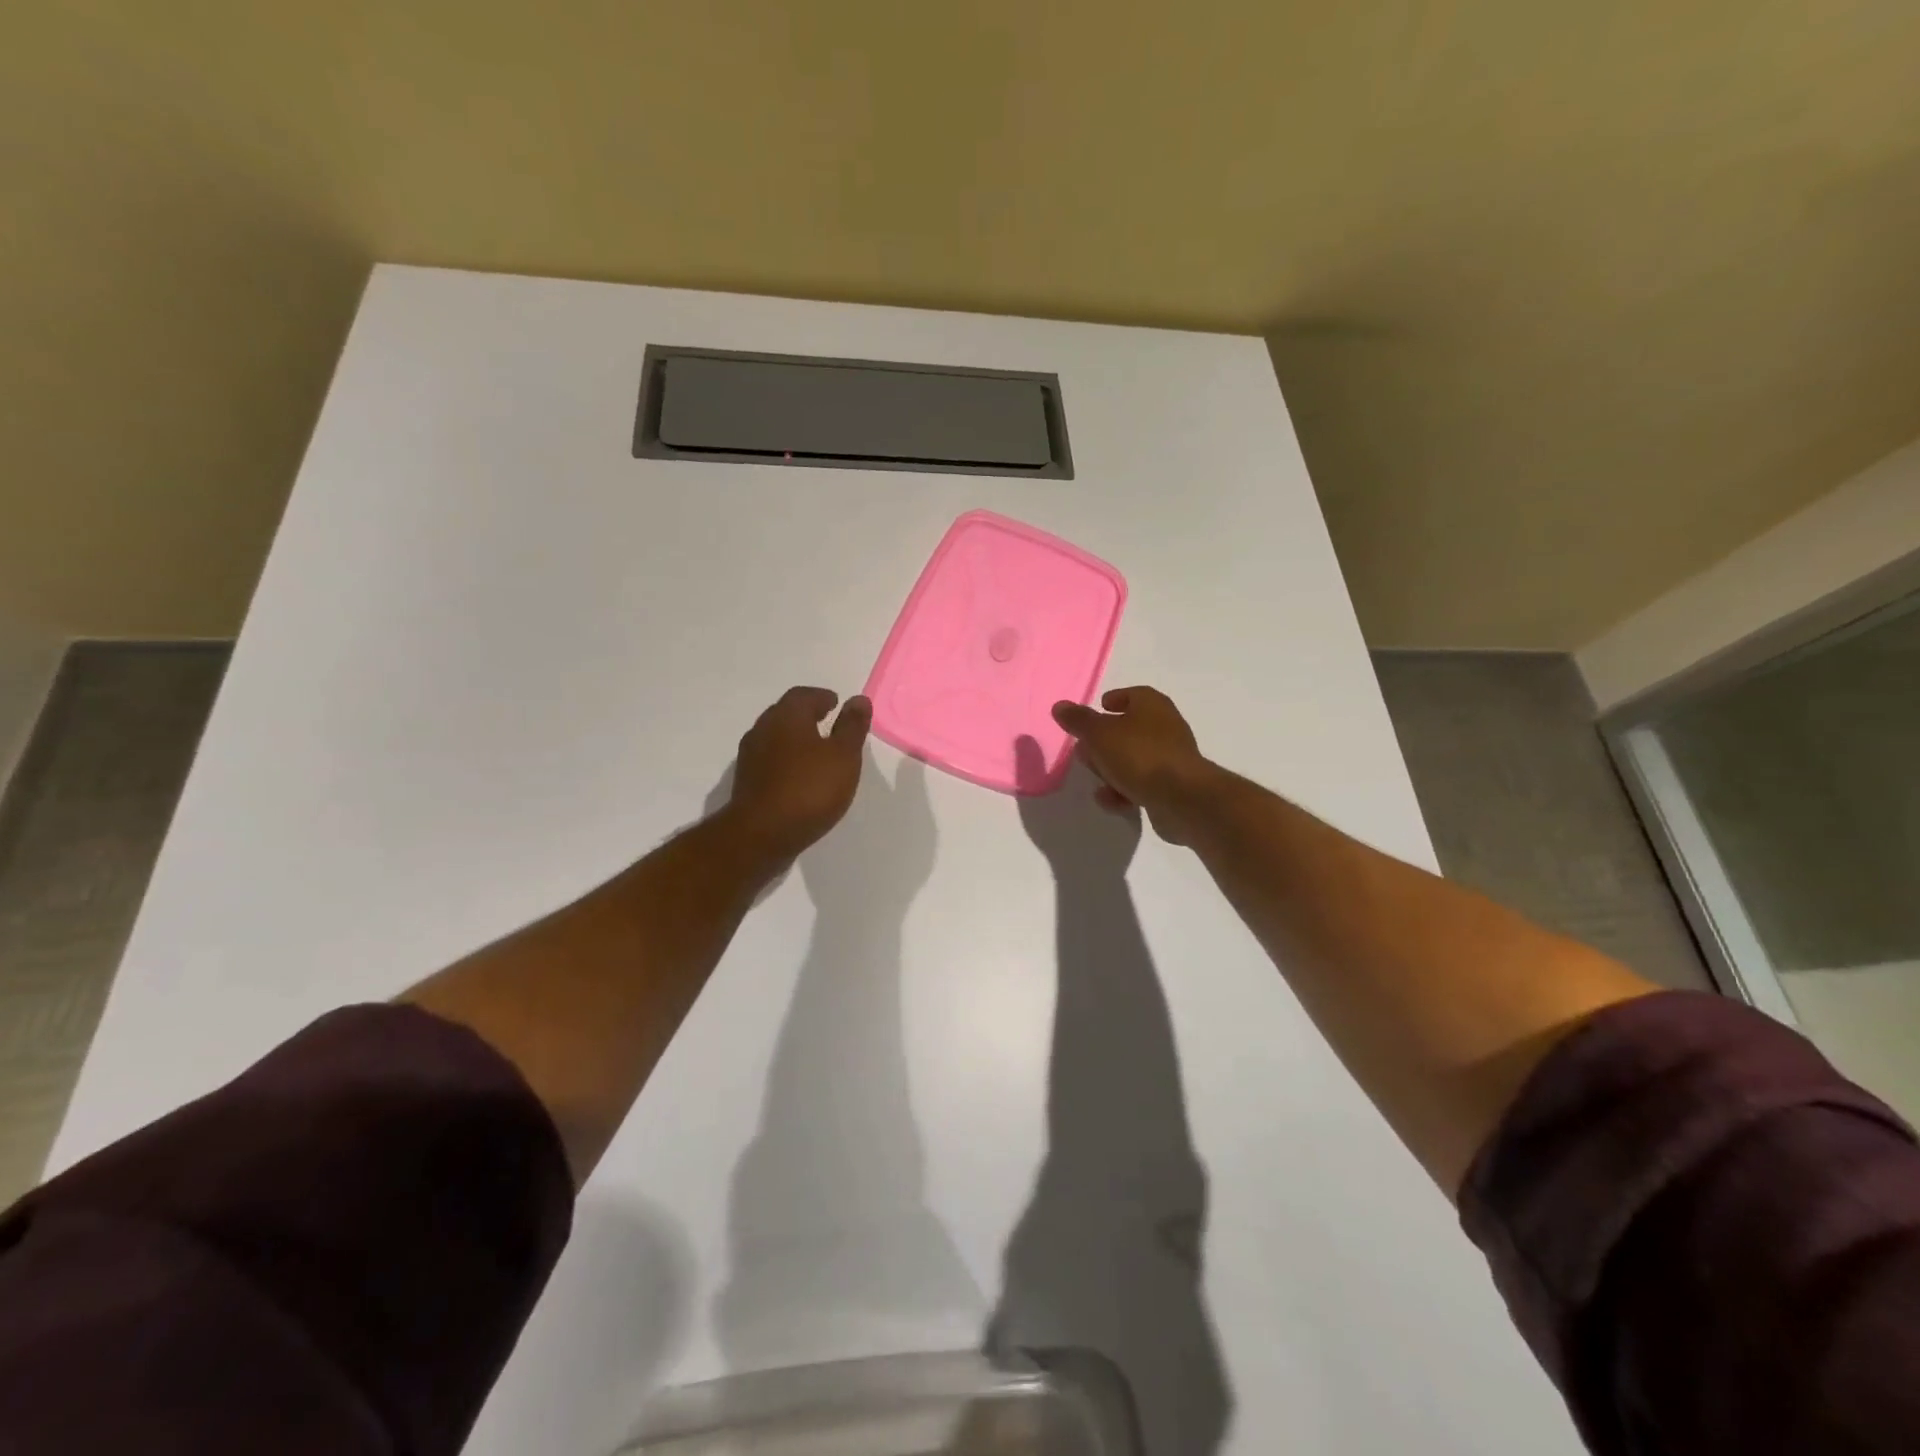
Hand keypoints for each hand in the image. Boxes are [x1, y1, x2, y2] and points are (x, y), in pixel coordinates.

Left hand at [726, 687, 871, 862]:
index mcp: (787, 716)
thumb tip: (858, 699)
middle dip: (807, 715)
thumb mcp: (843, 756)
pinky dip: (786, 760)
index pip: (804, 695)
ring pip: (776, 737)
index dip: (822, 697)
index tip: (836, 704)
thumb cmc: (809, 789)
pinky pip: (770, 760)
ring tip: (818, 752)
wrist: (761, 834)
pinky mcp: (747, 781)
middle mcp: (763, 729)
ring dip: (796, 738)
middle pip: (786, 713)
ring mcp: (750, 756)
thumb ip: (852, 726)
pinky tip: (800, 776)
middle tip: (828, 723)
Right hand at [1051, 686, 1212, 843]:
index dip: (1115, 699)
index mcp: (1152, 706)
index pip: (1133, 694)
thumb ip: (1078, 720)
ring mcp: (1171, 758)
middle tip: (1086, 749)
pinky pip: (1142, 784)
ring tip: (1095, 778)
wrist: (1181, 798)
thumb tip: (1060, 706)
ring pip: (1134, 758)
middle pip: (1130, 729)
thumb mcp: (1099, 734)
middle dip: (1105, 740)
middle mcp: (1165, 727)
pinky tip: (1110, 800)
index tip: (1099, 708)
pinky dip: (1124, 790)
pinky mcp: (1172, 786)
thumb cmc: (1139, 755)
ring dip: (1112, 768)